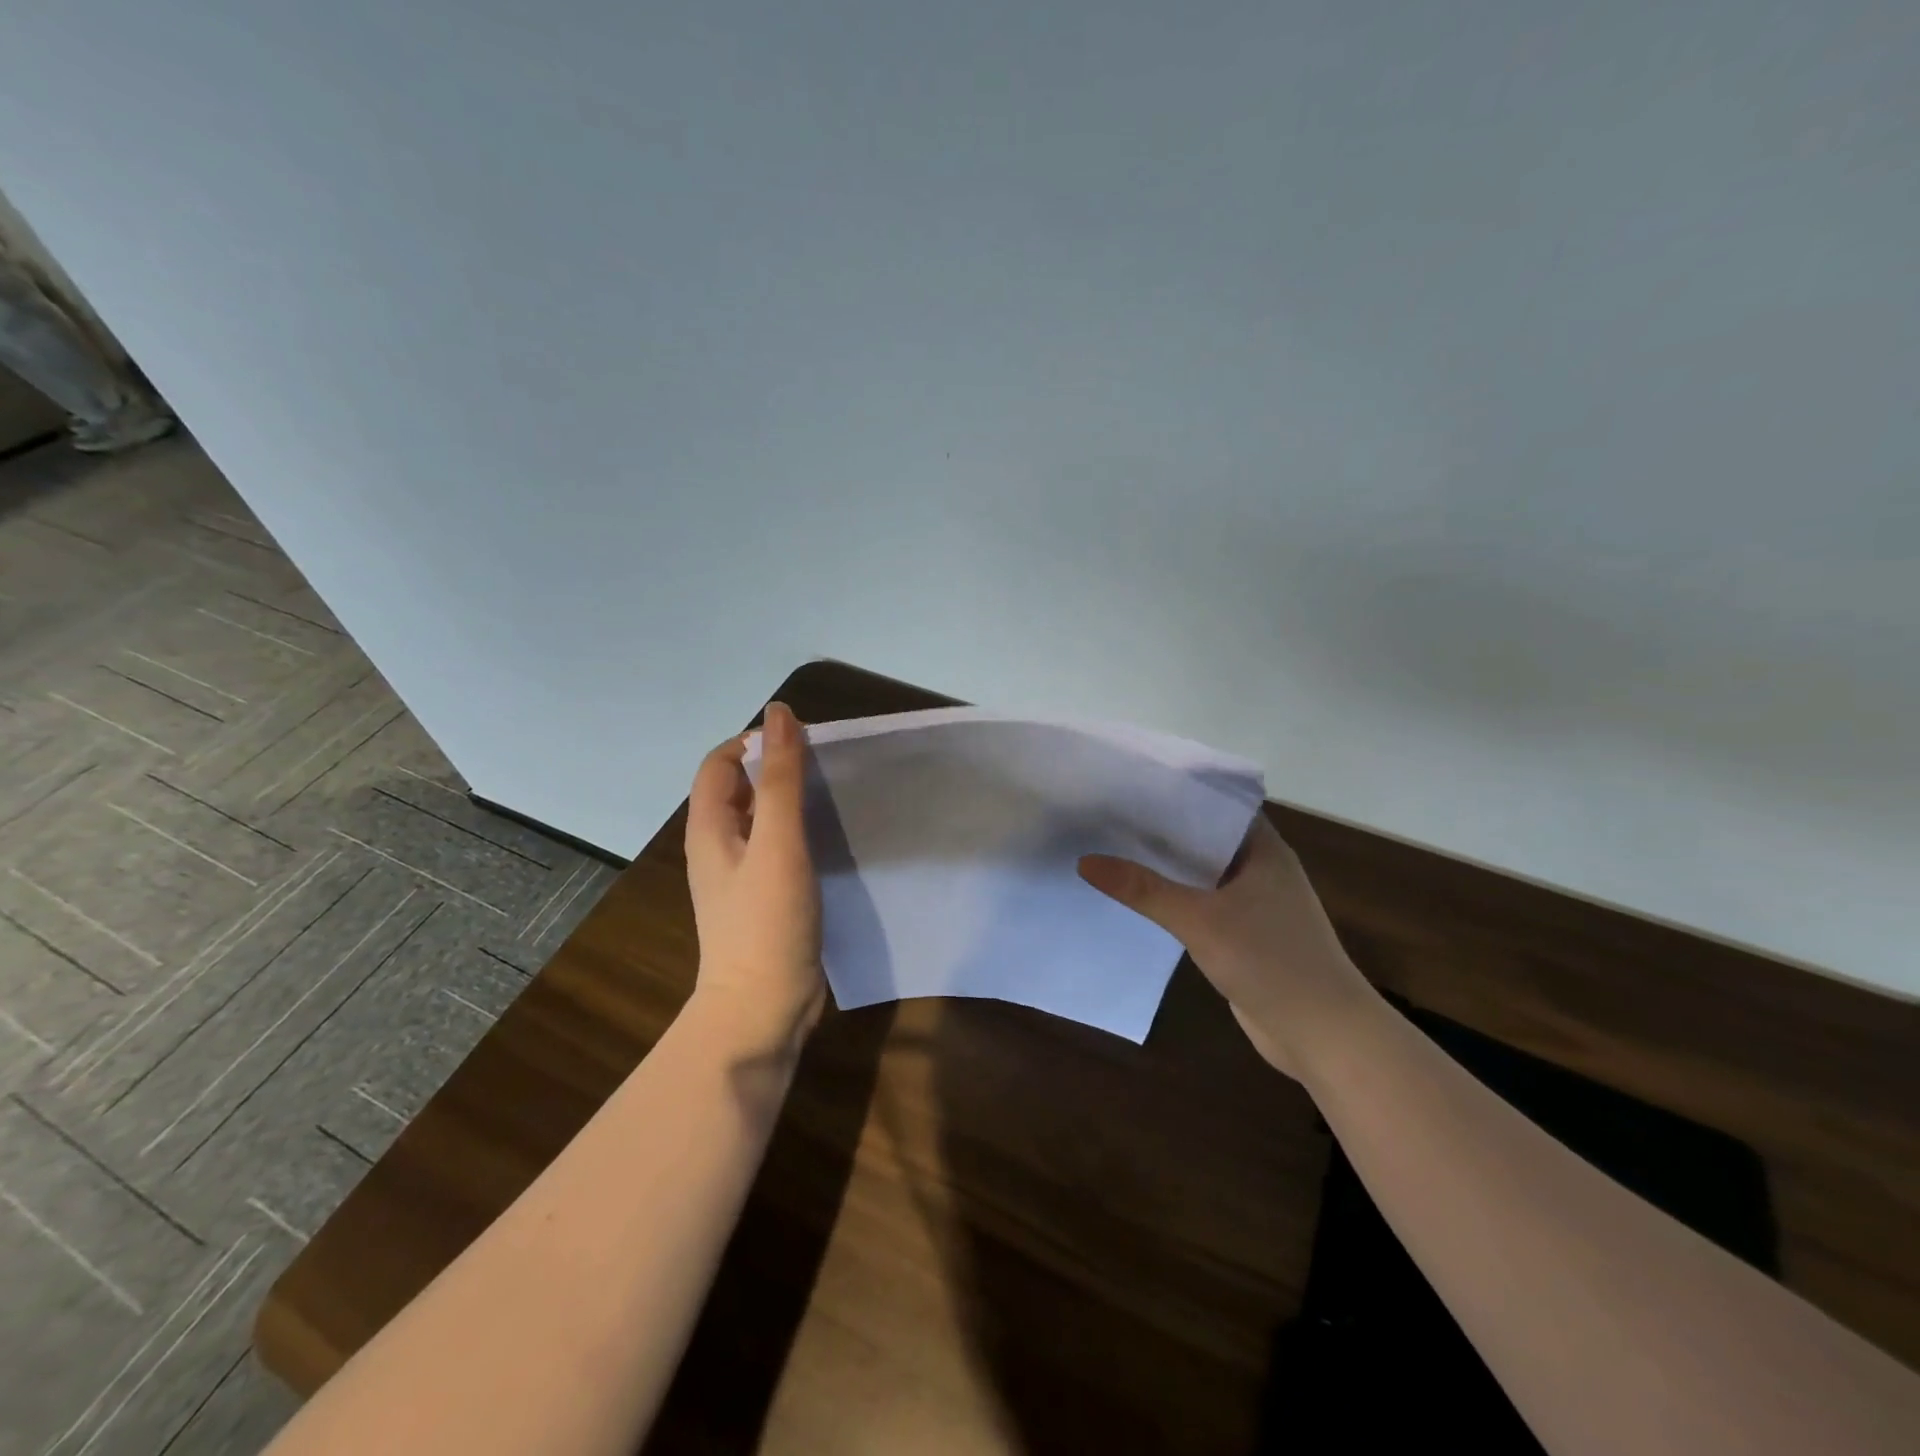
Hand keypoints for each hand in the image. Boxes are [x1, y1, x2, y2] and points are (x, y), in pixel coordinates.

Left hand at [685, 701, 825, 1055]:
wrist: (763, 1009)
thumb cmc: (766, 922)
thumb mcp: (778, 843)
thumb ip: (781, 779)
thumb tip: (779, 714)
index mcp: (710, 828)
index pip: (720, 763)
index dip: (754, 742)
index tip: (802, 739)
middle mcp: (720, 846)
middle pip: (741, 788)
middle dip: (777, 767)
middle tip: (827, 763)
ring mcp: (743, 875)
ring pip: (763, 819)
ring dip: (791, 799)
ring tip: (834, 792)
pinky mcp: (766, 898)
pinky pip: (779, 848)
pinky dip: (800, 831)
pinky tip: (832, 836)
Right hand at [1078, 813, 1372, 1076]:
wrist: (1324, 1035)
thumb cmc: (1271, 961)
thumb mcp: (1200, 920)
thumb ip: (1143, 890)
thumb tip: (1086, 861)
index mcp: (1263, 848)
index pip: (1215, 802)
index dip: (1176, 791)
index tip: (1131, 783)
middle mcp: (1261, 868)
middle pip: (1203, 837)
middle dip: (1161, 830)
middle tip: (1108, 815)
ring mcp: (1255, 903)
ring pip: (1201, 874)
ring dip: (1166, 867)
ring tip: (1111, 848)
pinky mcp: (1245, 935)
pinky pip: (1202, 905)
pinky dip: (1174, 899)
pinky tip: (1137, 898)